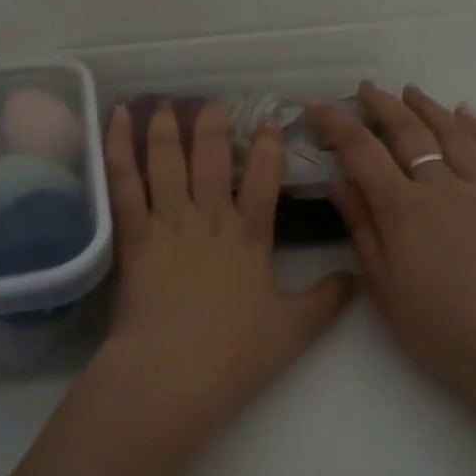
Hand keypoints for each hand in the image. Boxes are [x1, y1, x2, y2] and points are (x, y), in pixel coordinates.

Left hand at [95, 99, 354, 431]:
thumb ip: (328, 299)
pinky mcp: (133, 235)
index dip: (268, 147)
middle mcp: (210, 218)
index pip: (264, 179)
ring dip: (168, 128)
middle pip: (213, 159)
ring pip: (168, 161)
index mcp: (250, 237)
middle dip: (214, 126)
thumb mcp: (294, 330)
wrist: (173, 374)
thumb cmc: (235, 354)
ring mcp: (169, 223)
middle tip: (213, 102)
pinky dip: (120, 147)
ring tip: (167, 102)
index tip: (268, 121)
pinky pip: (125, 183)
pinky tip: (118, 119)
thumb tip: (358, 276)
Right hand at [307, 84, 475, 401]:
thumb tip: (339, 180)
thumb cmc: (434, 324)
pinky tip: (466, 114)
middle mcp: (440, 187)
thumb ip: (361, 225)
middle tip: (365, 90)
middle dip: (383, 105)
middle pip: (409, 132)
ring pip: (452, 134)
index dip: (337, 124)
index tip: (316, 105)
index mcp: (402, 208)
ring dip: (428, 108)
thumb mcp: (381, 281)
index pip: (362, 151)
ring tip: (411, 91)